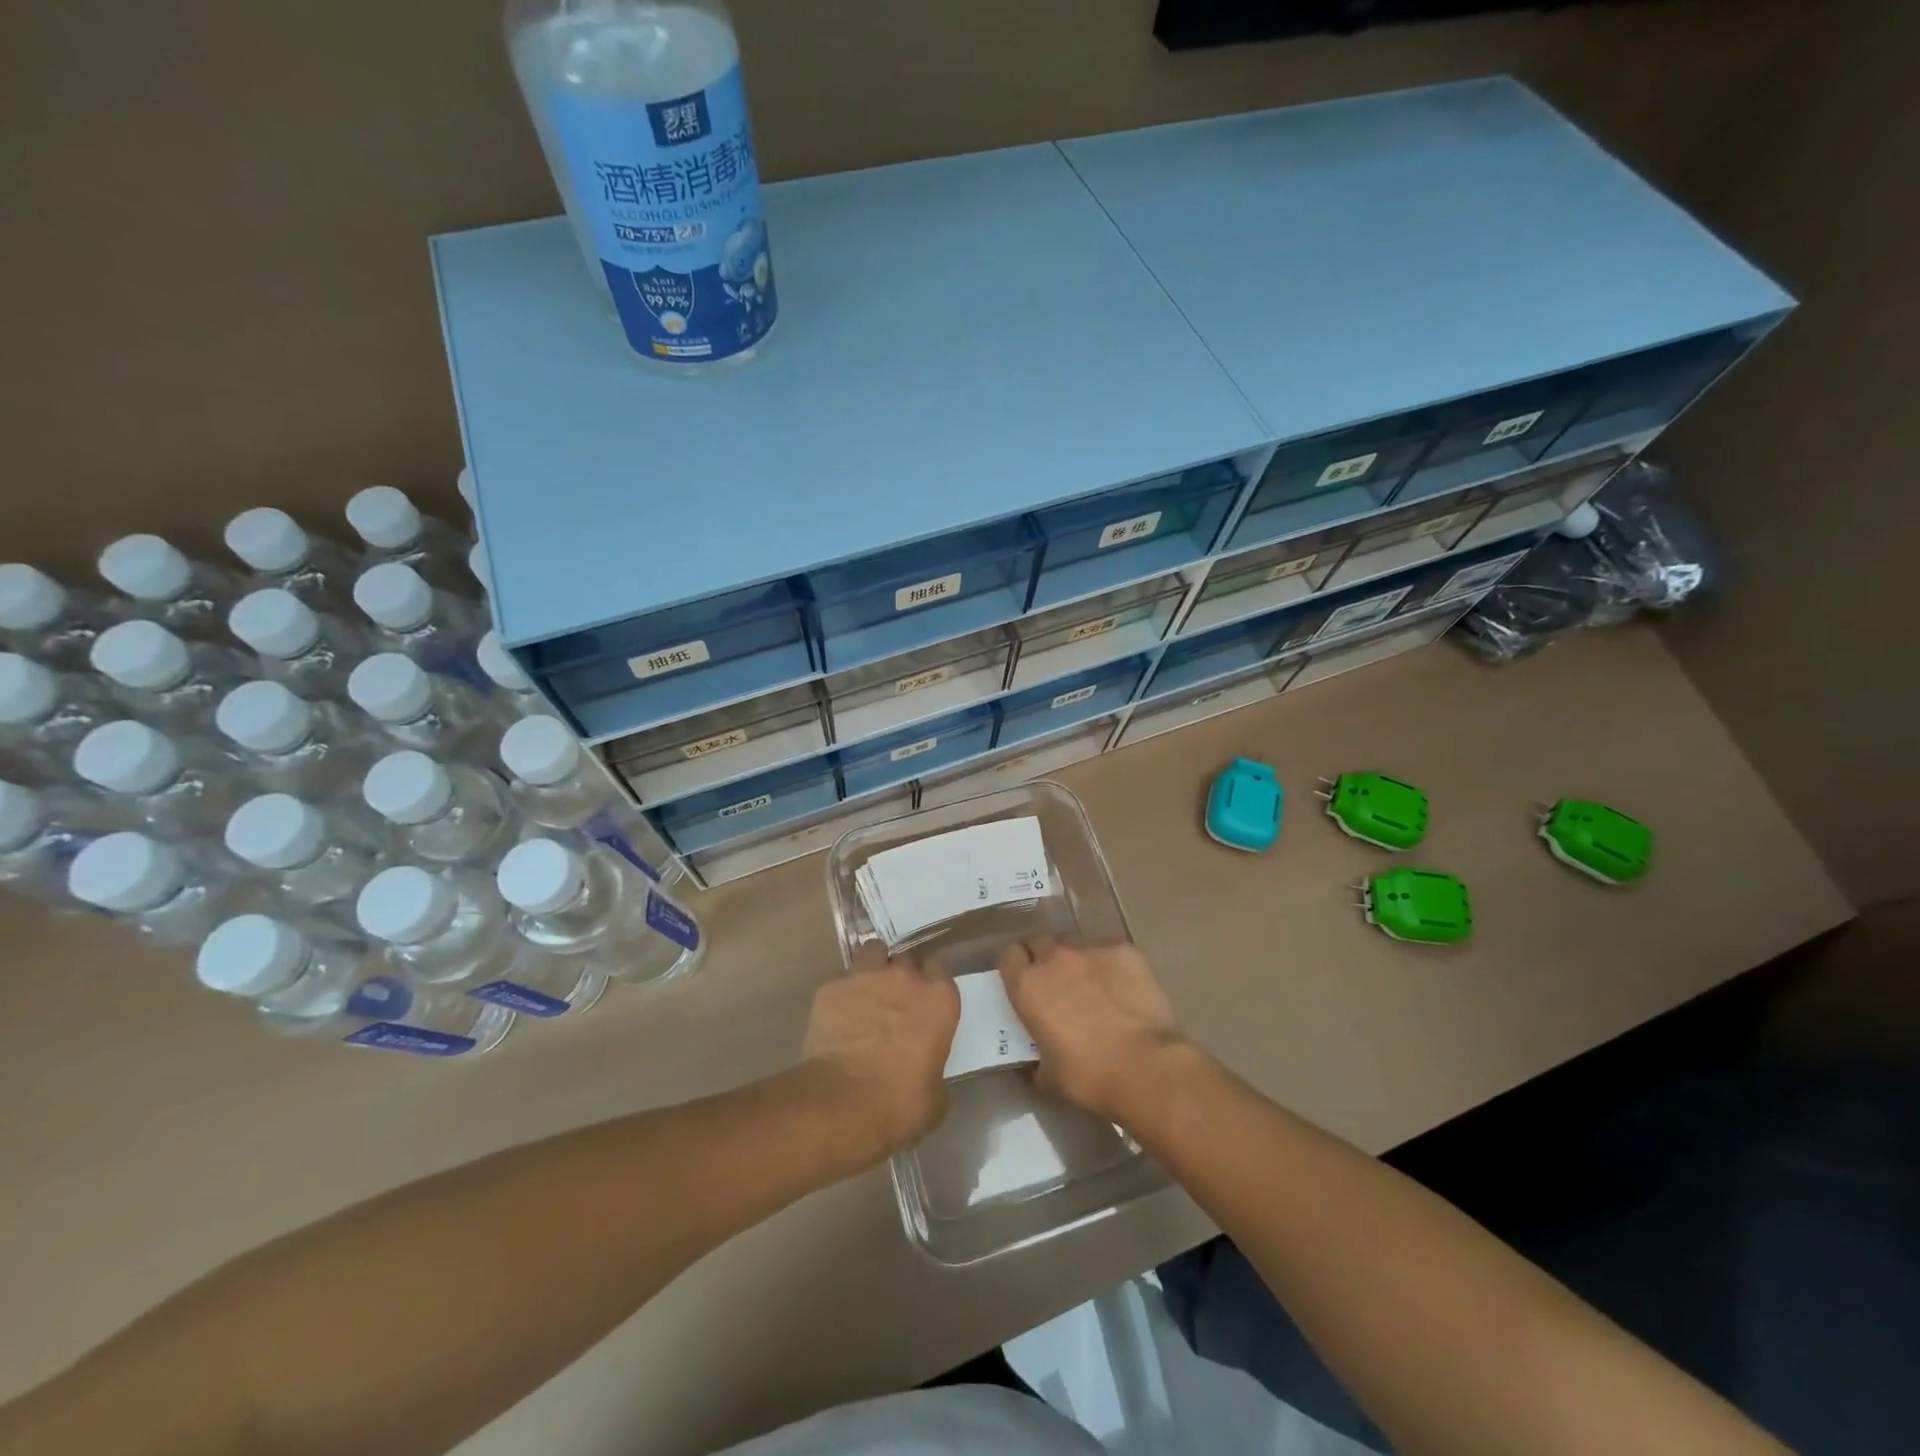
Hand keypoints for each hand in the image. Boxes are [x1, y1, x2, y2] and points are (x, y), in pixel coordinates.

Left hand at [801, 943, 959, 1166]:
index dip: (931, 980)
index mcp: (938, 999)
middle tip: (895, 1000)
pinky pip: (840, 982)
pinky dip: (841, 996)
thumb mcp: (936, 1095)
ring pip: (872, 953)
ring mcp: (865, 977)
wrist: (842, 1104)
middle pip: (906, 958)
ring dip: (873, 968)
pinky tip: (837, 1019)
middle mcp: (904, 978)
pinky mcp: (830, 988)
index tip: (925, 997)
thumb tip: (924, 1067)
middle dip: (901, 974)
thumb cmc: (900, 1104)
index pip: (940, 967)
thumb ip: (934, 1066)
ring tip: (866, 993)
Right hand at [998, 937, 1187, 1123]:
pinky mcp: (1126, 951)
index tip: (1024, 984)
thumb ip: (1037, 1056)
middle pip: (1041, 943)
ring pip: (1077, 946)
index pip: (1009, 955)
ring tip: (1096, 990)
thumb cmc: (1088, 1076)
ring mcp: (1092, 949)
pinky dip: (1113, 968)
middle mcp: (1055, 958)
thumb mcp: (1047, 1075)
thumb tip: (1041, 1058)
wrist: (1145, 1067)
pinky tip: (1125, 992)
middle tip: (1058, 987)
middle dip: (1045, 960)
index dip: (1016, 968)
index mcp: (1028, 985)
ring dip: (1079, 963)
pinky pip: (1111, 953)